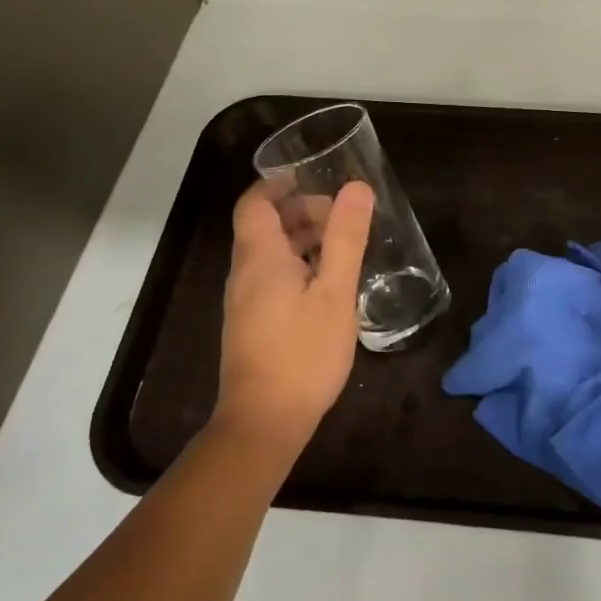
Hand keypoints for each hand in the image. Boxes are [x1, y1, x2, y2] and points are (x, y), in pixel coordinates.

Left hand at [215, 181, 373, 450]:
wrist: (264, 421)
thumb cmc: (303, 352)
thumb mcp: (335, 292)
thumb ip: (346, 238)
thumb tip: (356, 187)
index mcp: (260, 257)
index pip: (255, 203)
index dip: (279, 185)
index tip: (313, 179)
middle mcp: (244, 273)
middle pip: (264, 226)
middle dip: (300, 212)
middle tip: (342, 218)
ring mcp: (244, 301)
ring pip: (269, 254)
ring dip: (302, 240)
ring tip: (343, 248)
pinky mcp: (251, 324)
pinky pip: (270, 278)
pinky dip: (297, 266)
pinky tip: (327, 285)